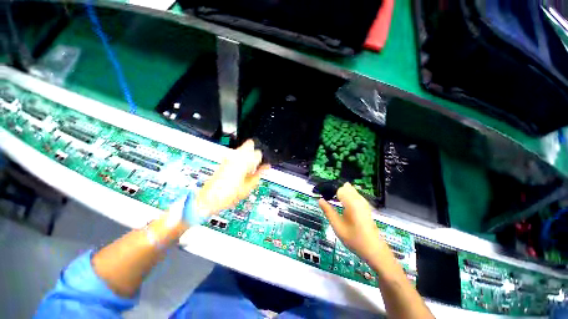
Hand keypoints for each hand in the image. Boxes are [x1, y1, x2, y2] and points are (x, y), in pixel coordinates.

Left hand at [194, 139, 269, 215]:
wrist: (209, 199)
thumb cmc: (228, 195)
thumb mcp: (248, 187)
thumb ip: (258, 174)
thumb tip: (266, 167)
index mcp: (244, 162)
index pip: (258, 153)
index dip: (262, 160)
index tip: (261, 166)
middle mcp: (235, 156)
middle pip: (249, 144)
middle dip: (254, 152)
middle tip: (255, 163)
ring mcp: (228, 157)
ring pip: (242, 148)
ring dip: (247, 155)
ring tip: (246, 168)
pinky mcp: (223, 160)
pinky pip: (235, 154)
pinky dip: (240, 159)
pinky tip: (239, 170)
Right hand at [318, 182, 383, 262]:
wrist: (374, 250)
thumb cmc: (354, 239)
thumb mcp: (337, 226)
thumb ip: (328, 211)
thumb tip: (320, 200)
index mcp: (352, 203)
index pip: (338, 188)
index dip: (329, 190)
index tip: (323, 195)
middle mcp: (359, 199)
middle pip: (345, 187)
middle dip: (335, 190)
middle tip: (327, 199)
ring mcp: (364, 202)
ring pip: (350, 190)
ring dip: (341, 192)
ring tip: (333, 200)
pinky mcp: (365, 206)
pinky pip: (354, 194)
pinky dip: (347, 195)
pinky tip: (342, 204)